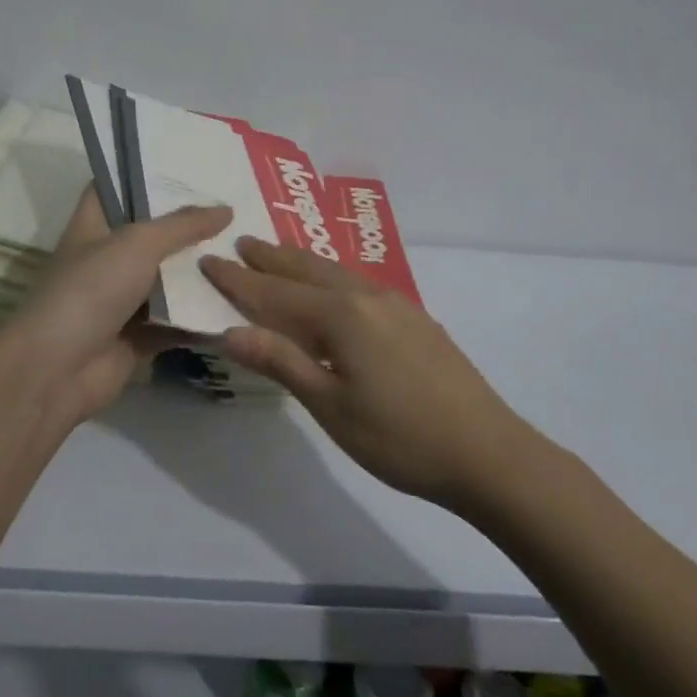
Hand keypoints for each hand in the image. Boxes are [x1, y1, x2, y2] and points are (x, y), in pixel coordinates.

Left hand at [0, 190, 230, 427]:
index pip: (116, 186)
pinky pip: (178, 320)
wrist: (57, 370)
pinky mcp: (139, 335)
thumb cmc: (90, 290)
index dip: (146, 173)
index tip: (188, 164)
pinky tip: (242, 300)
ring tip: (247, 247)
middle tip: (236, 205)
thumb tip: (225, 209)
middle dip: (190, 223)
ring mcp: (123, 299)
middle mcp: (108, 258)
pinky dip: (203, 315)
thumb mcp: (138, 243)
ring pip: (169, 279)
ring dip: (201, 270)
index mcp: (94, 226)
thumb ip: (183, 225)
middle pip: (153, 234)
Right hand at [201, 239, 531, 508]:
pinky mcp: (416, 320)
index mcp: (342, 315)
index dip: (239, 280)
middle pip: (309, 270)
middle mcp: (368, 297)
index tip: (209, 261)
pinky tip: (334, 291)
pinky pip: (359, 285)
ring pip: (337, 273)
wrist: (487, 452)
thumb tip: (230, 331)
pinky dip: (331, 278)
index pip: (276, 293)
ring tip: (279, 256)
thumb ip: (282, 362)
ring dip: (303, 264)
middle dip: (272, 258)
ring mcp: (397, 305)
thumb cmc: (399, 437)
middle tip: (242, 244)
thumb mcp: (331, 406)